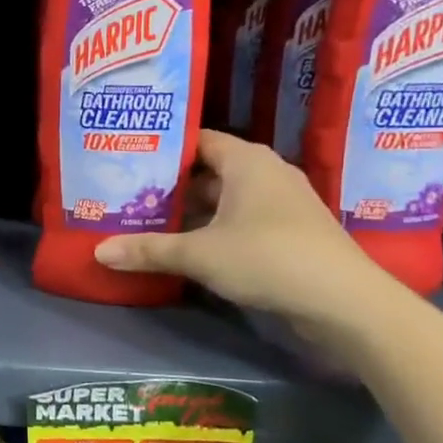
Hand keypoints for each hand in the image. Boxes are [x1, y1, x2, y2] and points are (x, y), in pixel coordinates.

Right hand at [93, 129, 383, 328]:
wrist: (344, 302)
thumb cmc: (268, 258)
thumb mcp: (199, 254)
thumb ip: (148, 250)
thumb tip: (98, 252)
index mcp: (246, 161)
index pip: (198, 139)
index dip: (164, 147)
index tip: (129, 157)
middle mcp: (266, 173)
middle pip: (208, 170)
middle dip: (170, 183)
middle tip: (127, 192)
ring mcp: (281, 204)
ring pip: (224, 198)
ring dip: (191, 210)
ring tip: (146, 218)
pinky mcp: (288, 233)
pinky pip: (240, 220)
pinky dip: (213, 228)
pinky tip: (185, 245)